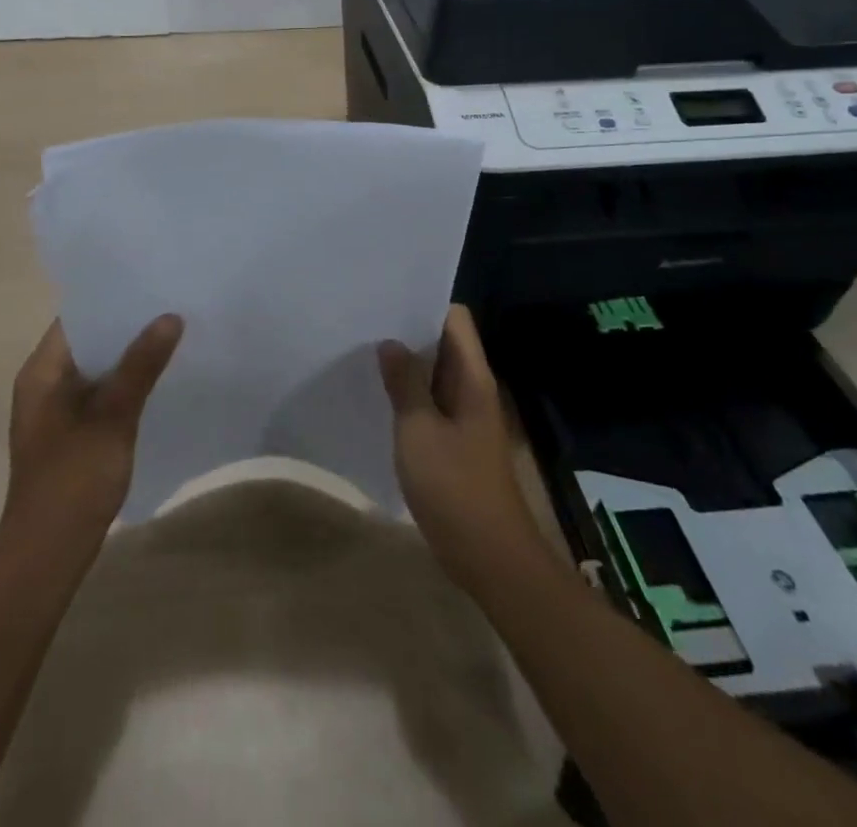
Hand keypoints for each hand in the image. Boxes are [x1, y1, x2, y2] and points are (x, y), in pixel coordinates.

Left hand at [0, 315, 182, 555]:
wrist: (48, 555)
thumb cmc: (73, 480)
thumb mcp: (112, 417)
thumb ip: (140, 366)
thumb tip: (170, 317)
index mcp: (41, 372)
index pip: (76, 317)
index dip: (112, 299)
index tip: (151, 283)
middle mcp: (44, 384)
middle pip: (89, 341)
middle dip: (128, 326)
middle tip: (172, 305)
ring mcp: (57, 411)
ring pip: (98, 369)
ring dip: (130, 356)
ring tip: (174, 334)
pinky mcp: (72, 433)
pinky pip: (101, 394)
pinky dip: (126, 383)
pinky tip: (160, 380)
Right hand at [379, 305, 545, 592]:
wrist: (490, 556)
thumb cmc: (454, 487)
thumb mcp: (419, 430)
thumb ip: (405, 383)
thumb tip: (390, 343)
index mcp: (473, 378)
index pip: (455, 319)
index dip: (425, 304)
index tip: (387, 300)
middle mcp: (474, 388)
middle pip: (445, 343)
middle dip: (409, 332)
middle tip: (366, 323)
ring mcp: (466, 416)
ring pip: (436, 374)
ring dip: (408, 364)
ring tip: (366, 353)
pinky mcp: (456, 440)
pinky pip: (432, 402)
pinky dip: (410, 394)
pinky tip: (381, 396)